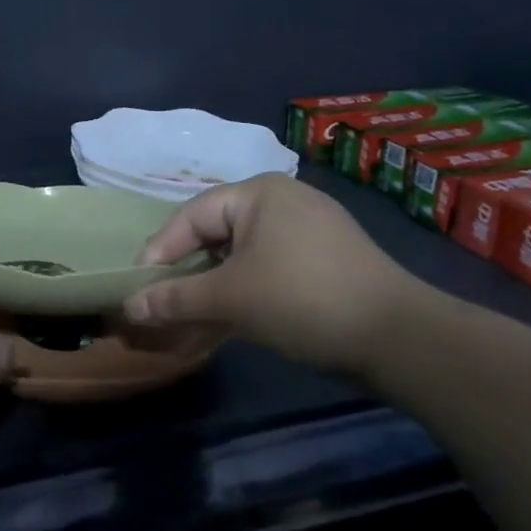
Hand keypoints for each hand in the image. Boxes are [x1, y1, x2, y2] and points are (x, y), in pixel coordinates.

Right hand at [122, 174, 430, 377]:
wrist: (402, 338)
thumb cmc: (303, 299)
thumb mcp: (231, 298)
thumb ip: (175, 299)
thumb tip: (129, 307)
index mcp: (259, 192)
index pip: (192, 215)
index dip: (160, 251)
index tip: (138, 286)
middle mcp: (284, 200)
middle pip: (218, 231)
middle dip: (188, 270)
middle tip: (163, 300)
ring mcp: (311, 229)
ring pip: (244, 252)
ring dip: (216, 284)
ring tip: (194, 315)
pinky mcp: (329, 259)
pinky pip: (272, 266)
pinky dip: (247, 289)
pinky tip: (236, 317)